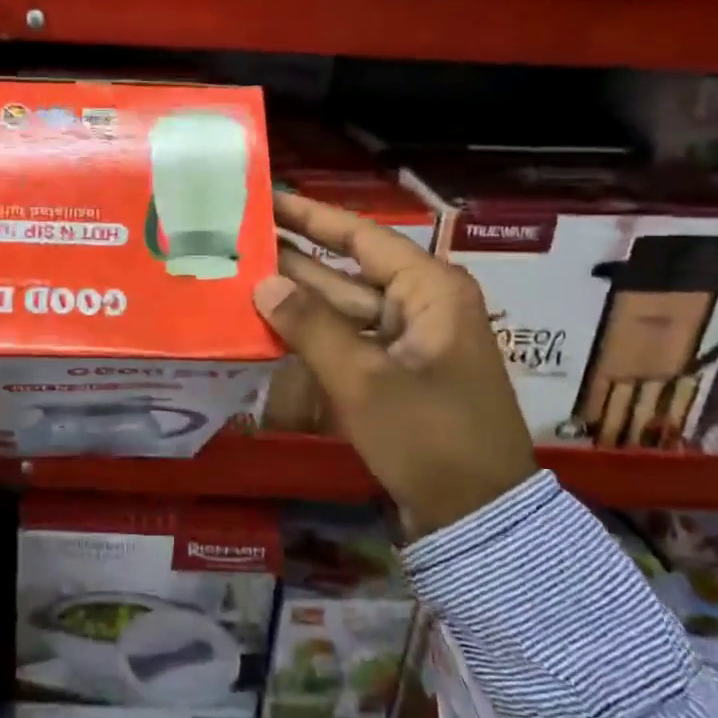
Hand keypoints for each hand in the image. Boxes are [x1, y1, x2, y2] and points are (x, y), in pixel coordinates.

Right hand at [254, 191, 535, 537]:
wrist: (479, 519)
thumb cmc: (430, 438)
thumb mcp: (365, 381)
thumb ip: (310, 326)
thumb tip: (263, 283)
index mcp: (430, 290)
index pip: (360, 236)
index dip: (311, 215)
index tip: (266, 197)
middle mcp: (421, 305)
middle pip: (346, 271)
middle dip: (293, 260)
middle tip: (237, 241)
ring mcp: (409, 341)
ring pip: (343, 309)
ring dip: (297, 300)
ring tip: (239, 278)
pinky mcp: (397, 373)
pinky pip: (348, 341)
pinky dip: (312, 336)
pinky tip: (268, 328)